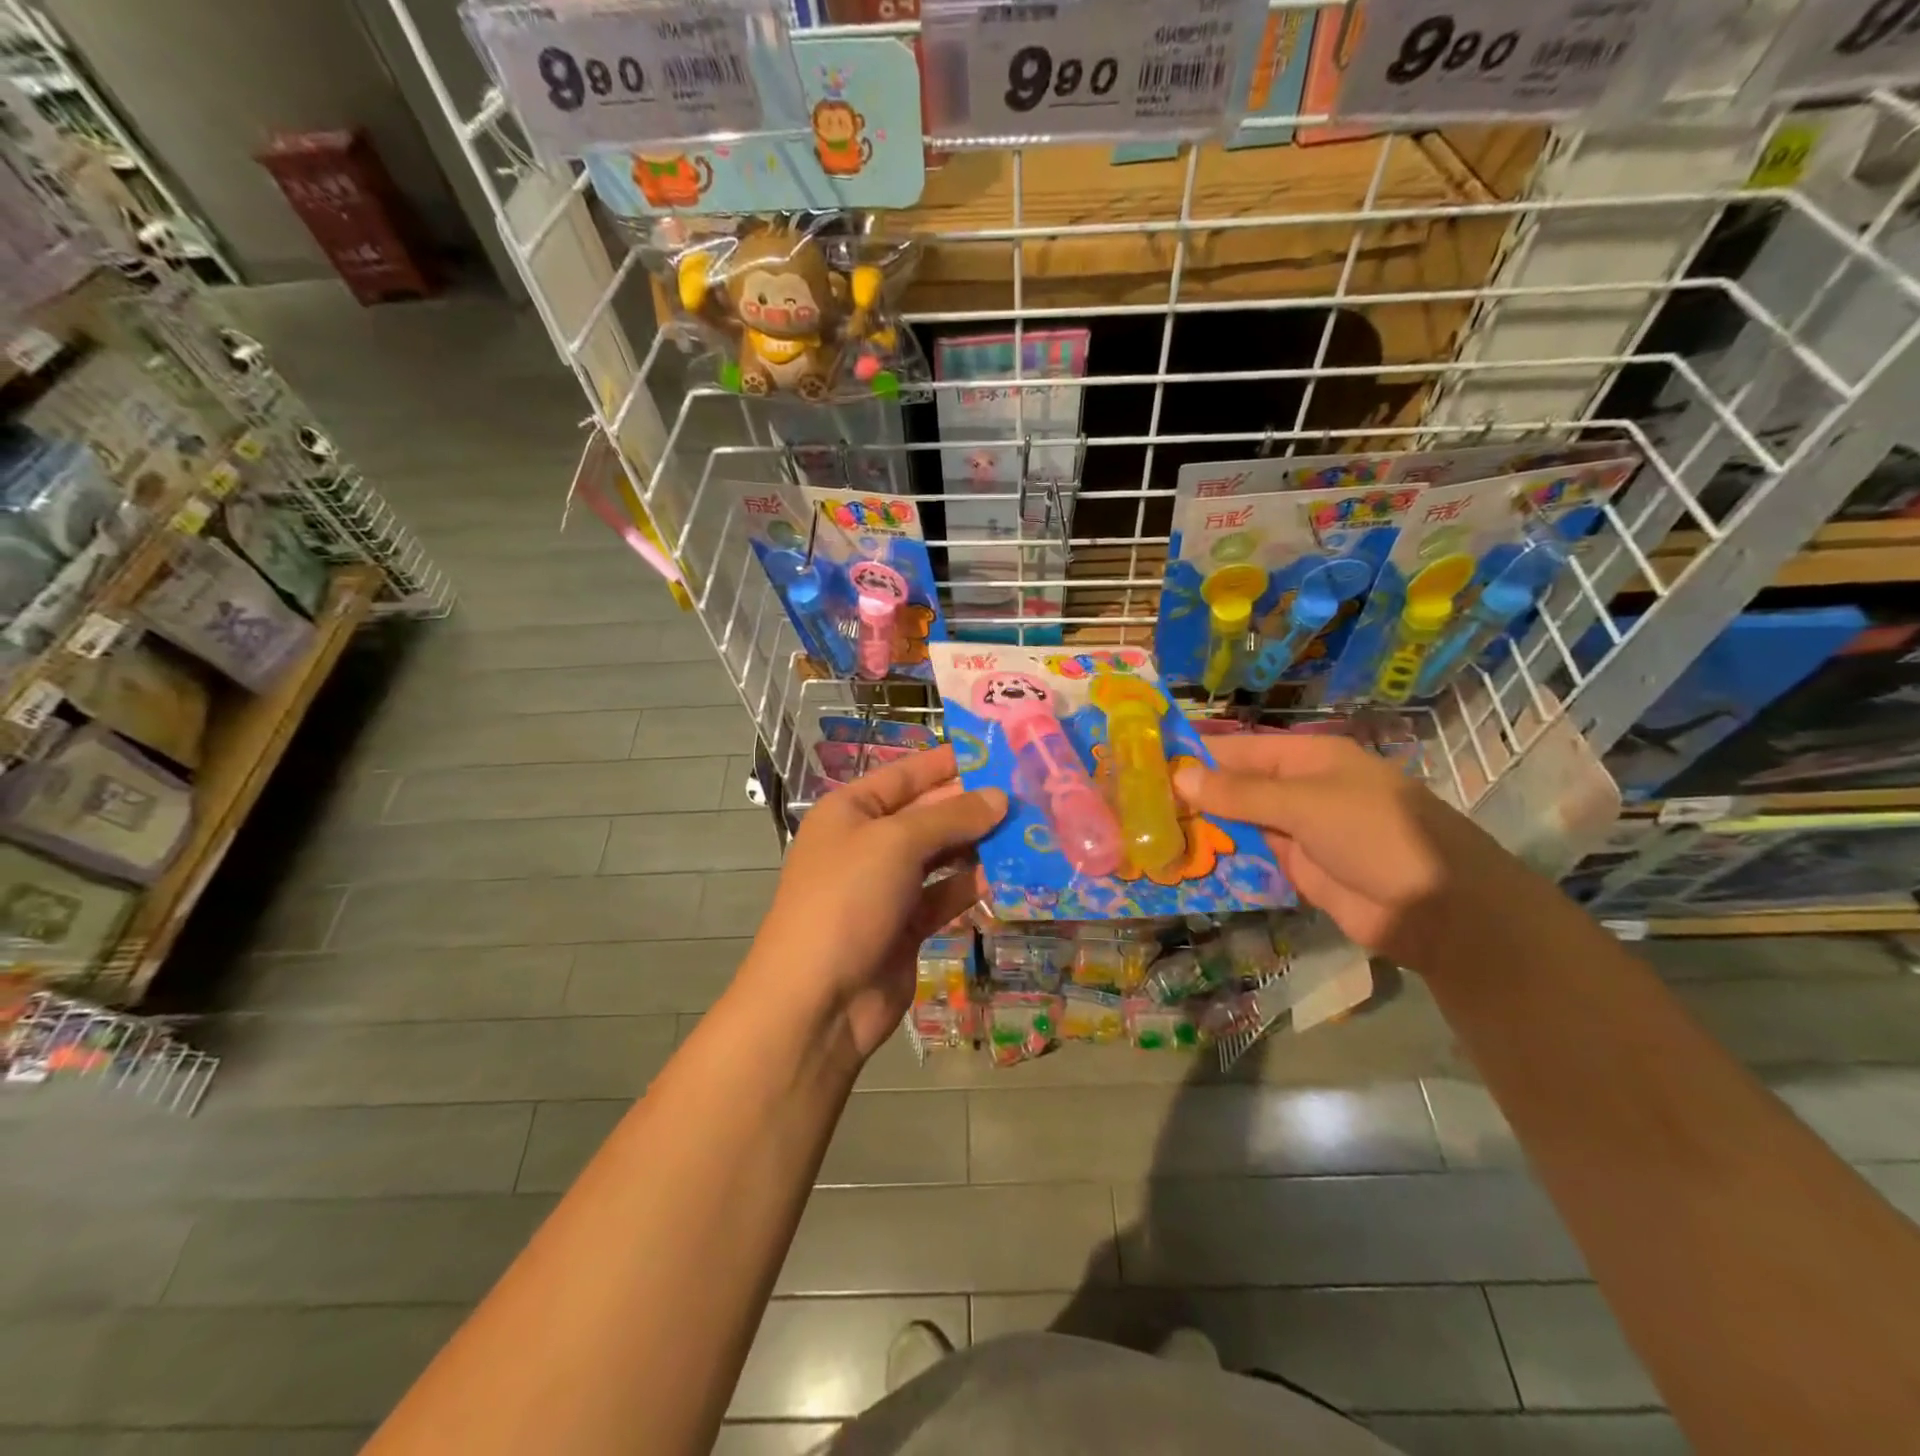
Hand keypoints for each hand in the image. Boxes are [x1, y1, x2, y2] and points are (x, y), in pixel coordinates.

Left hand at [745, 746, 1005, 1061]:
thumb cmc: (847, 900)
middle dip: (973, 804)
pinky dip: (973, 884)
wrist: (818, 1000)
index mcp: (851, 810)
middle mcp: (868, 843)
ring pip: (941, 855)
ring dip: (980, 844)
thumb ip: (951, 817)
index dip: (949, 761)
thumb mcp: (896, 843)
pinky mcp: (907, 925)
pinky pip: (946, 894)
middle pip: (928, 813)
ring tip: (1030, 828)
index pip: (907, 774)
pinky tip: (1012, 873)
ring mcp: (887, 886)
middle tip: (1028, 792)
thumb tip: (999, 797)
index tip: (998, 751)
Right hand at [1173, 735, 1526, 969]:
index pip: (1237, 750)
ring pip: (1237, 825)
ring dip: (1200, 830)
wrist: (1442, 910)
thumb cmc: (1378, 836)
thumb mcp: (1306, 804)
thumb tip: (1178, 775)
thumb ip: (1241, 794)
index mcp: (1307, 758)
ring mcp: (1298, 832)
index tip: (1143, 762)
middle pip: (1234, 788)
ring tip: (1144, 834)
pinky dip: (1220, 860)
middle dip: (1190, 795)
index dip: (1194, 755)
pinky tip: (1180, 864)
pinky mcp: (1297, 871)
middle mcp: (1299, 790)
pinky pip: (1250, 860)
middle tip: (1132, 804)